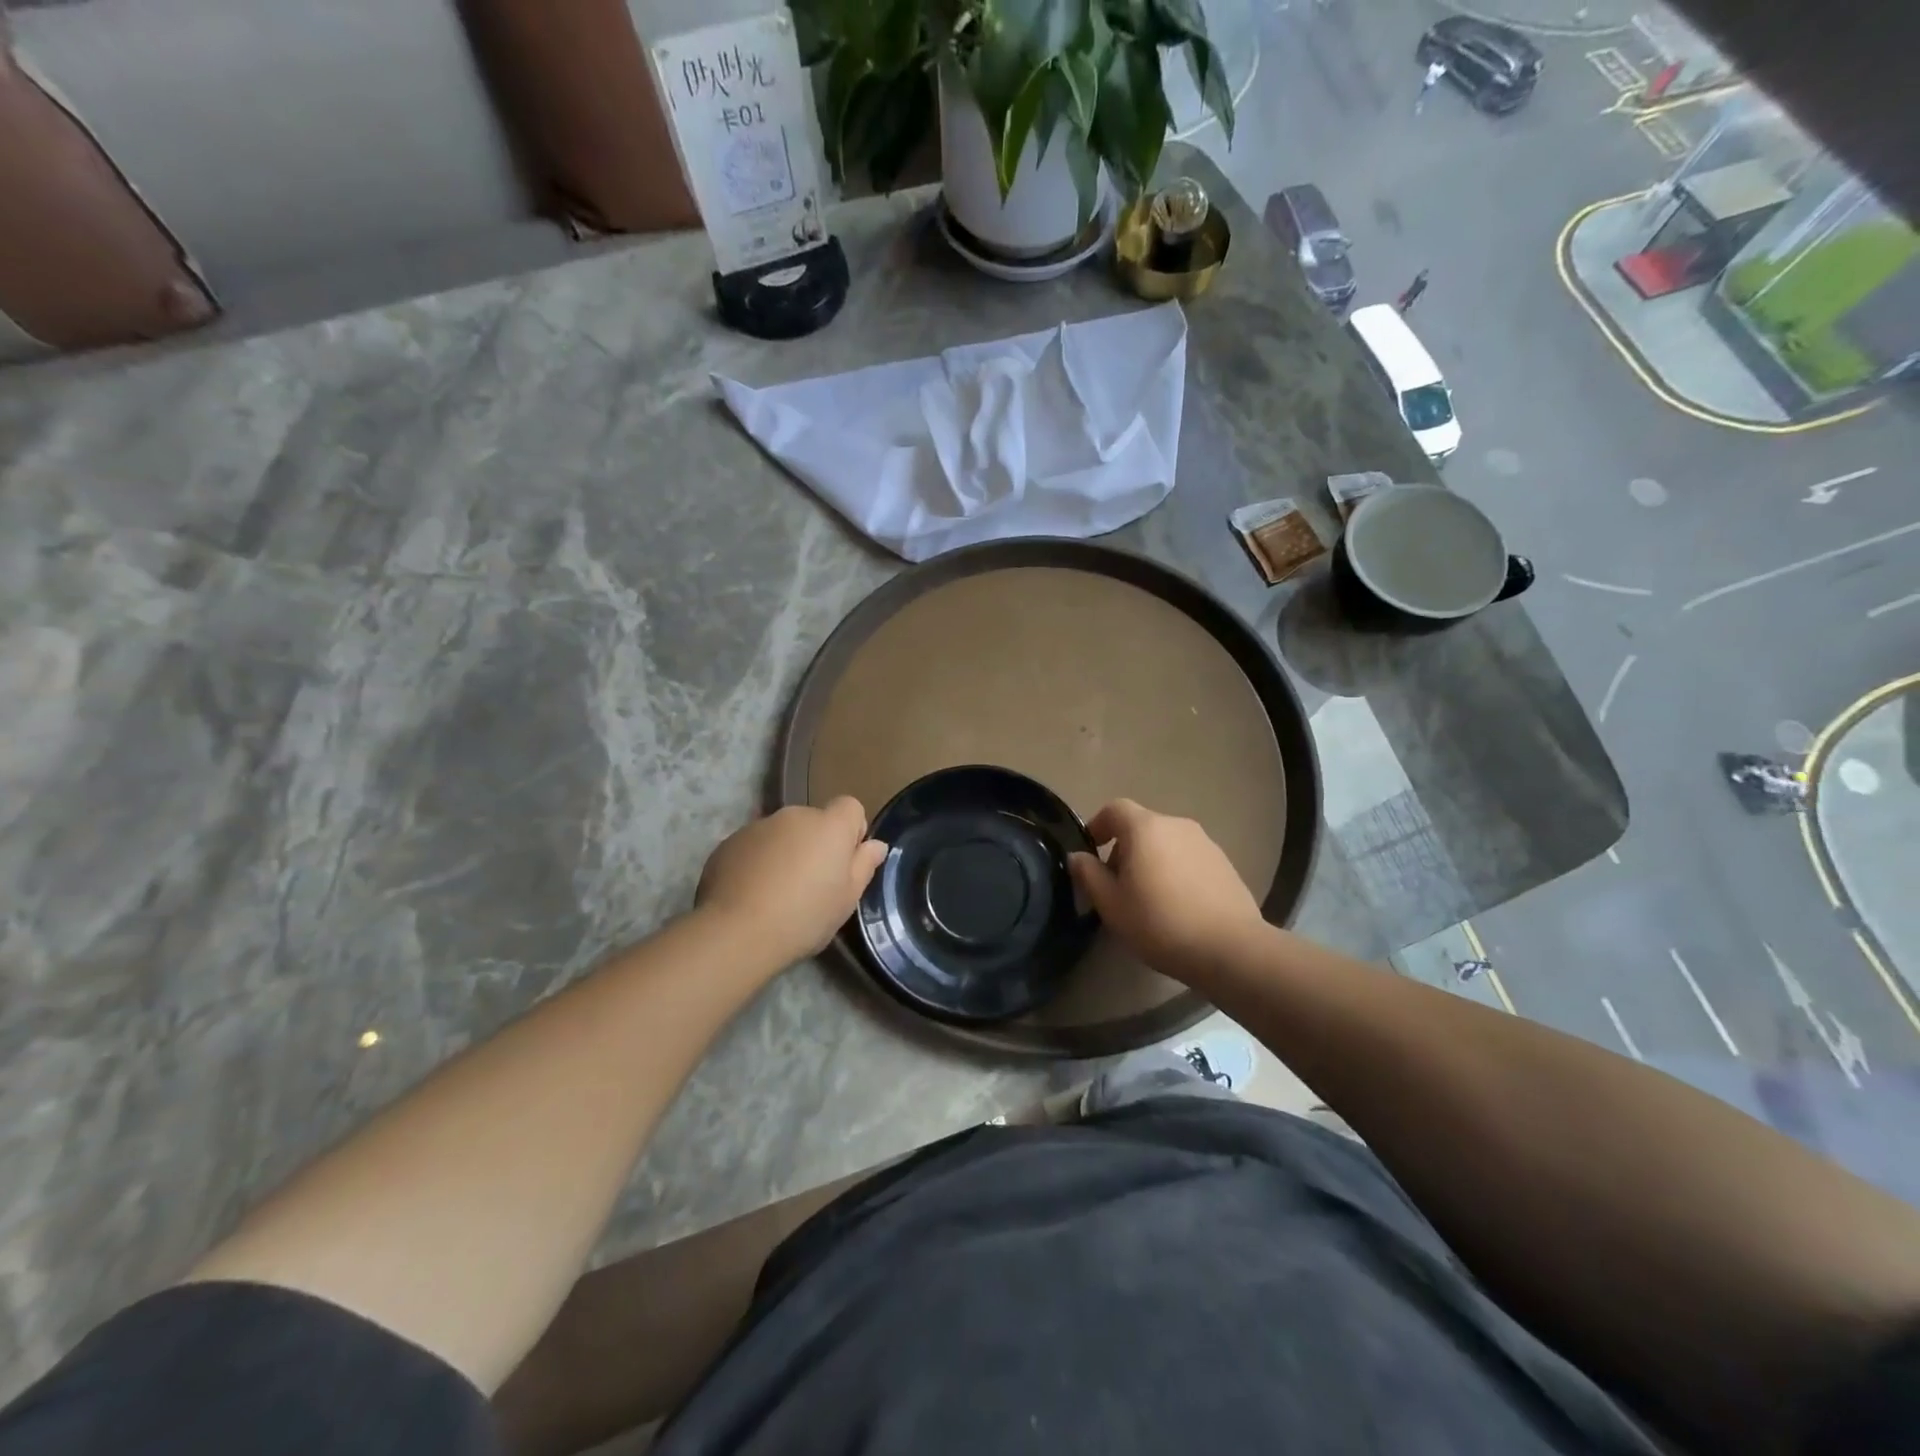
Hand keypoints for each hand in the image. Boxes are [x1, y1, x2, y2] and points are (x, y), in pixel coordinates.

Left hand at [697, 798, 887, 964]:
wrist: (736, 932)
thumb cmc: (805, 916)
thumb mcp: (847, 899)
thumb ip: (864, 865)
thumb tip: (876, 845)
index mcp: (830, 825)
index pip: (850, 807)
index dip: (851, 831)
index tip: (844, 863)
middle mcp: (795, 815)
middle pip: (814, 821)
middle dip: (815, 844)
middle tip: (810, 885)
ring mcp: (758, 826)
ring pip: (782, 834)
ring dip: (785, 852)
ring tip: (775, 893)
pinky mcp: (729, 842)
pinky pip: (754, 846)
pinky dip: (756, 862)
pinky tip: (749, 895)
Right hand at [1068, 799, 1266, 978]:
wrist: (1231, 948)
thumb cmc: (1160, 923)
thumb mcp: (1111, 904)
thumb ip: (1088, 875)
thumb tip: (1078, 856)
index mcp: (1146, 828)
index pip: (1114, 809)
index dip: (1097, 825)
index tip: (1091, 852)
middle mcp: (1177, 825)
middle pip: (1141, 826)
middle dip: (1124, 849)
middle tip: (1116, 886)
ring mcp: (1205, 843)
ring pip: (1166, 843)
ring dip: (1151, 861)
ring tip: (1148, 899)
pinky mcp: (1225, 863)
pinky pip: (1188, 858)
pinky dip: (1175, 871)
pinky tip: (1177, 906)